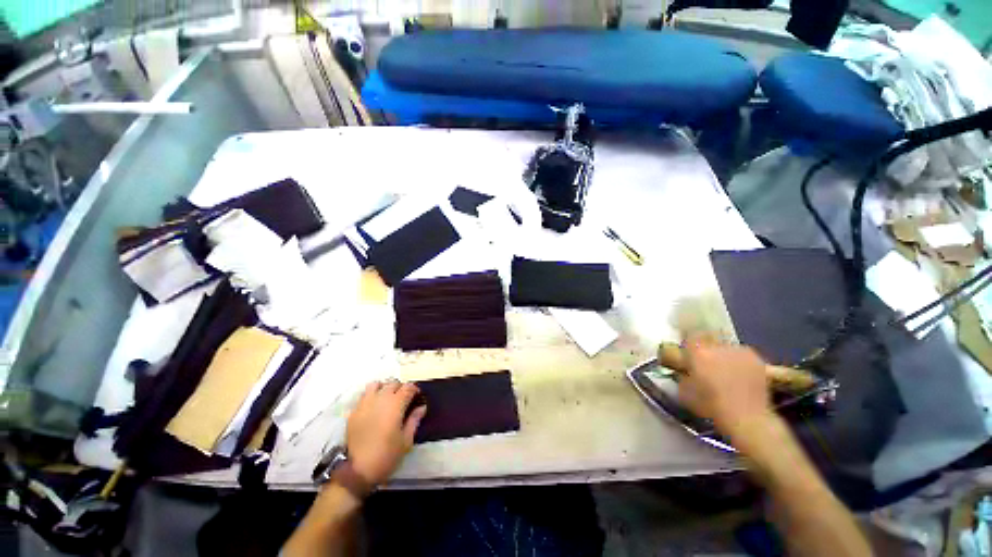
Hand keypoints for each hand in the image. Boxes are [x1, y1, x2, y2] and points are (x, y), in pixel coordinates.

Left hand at [346, 380, 426, 486]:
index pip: (408, 387)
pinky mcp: (354, 412)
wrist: (357, 471)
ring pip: (376, 385)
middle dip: (400, 388)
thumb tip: (421, 407)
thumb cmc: (386, 456)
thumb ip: (414, 420)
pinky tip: (374, 406)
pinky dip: (371, 396)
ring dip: (384, 388)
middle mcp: (380, 399)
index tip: (417, 396)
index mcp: (396, 405)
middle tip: (404, 399)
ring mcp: (365, 404)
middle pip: (393, 383)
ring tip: (387, 398)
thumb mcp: (406, 441)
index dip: (414, 389)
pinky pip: (363, 395)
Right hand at [678, 335, 774, 437]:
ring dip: (721, 354)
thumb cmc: (711, 406)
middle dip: (705, 348)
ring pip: (725, 346)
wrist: (748, 419)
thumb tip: (680, 369)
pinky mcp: (756, 359)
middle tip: (704, 362)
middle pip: (707, 338)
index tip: (686, 355)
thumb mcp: (684, 391)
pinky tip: (738, 374)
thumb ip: (680, 374)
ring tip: (723, 369)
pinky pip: (741, 354)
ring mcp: (739, 351)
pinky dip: (737, 361)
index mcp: (697, 351)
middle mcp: (718, 346)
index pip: (688, 337)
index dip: (687, 345)